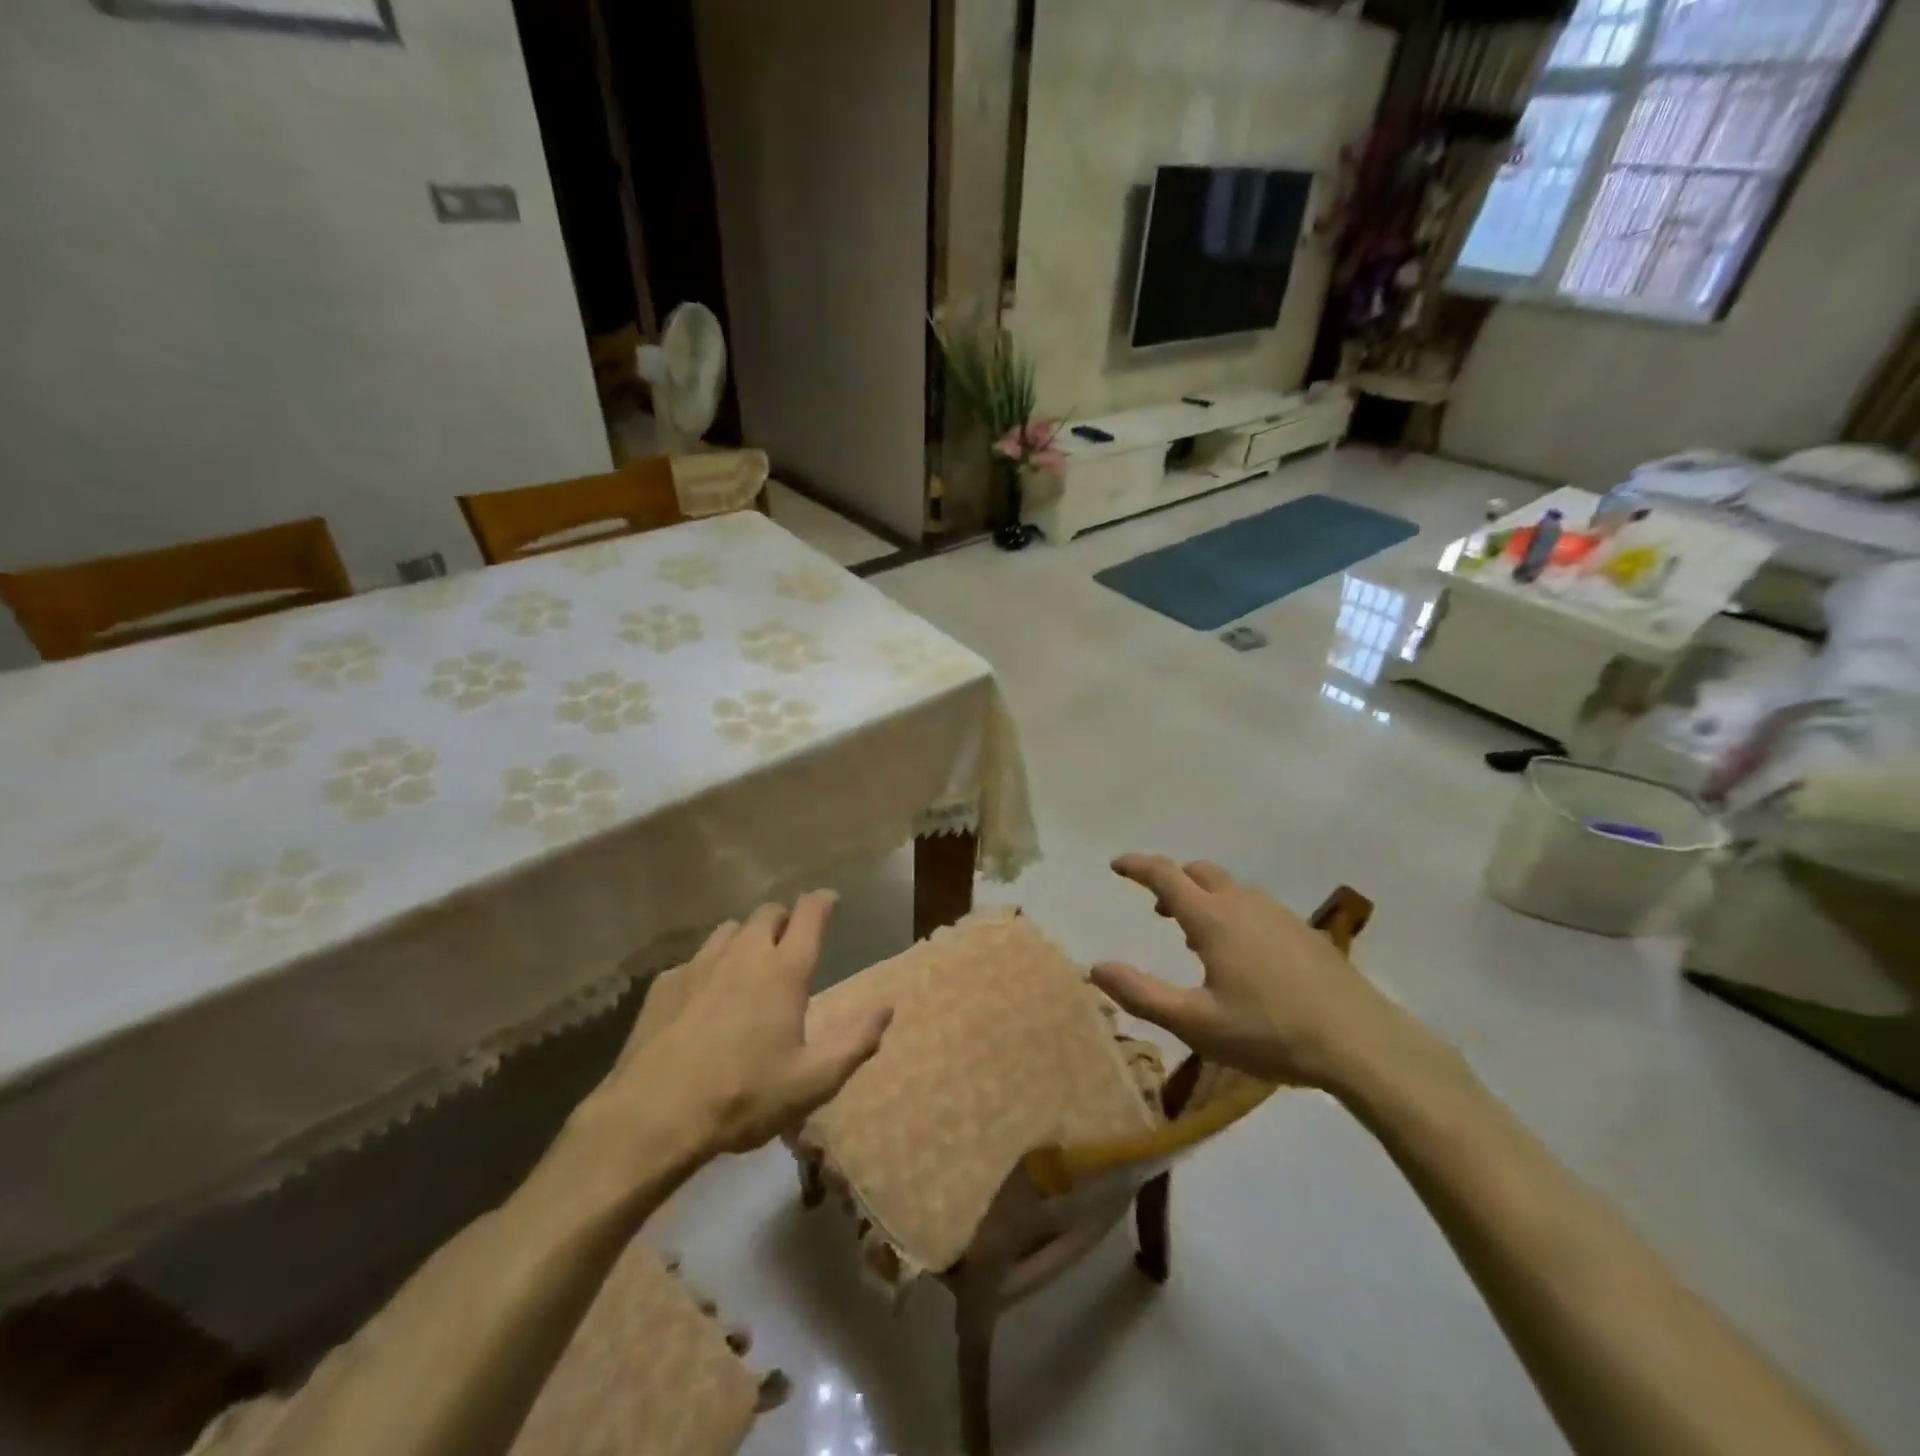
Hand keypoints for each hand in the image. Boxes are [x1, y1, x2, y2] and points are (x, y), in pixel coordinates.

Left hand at [586, 894, 891, 1160]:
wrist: (653, 1116)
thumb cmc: (744, 1096)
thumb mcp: (813, 1081)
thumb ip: (855, 1041)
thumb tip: (886, 1008)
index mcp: (784, 970)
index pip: (809, 913)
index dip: (823, 901)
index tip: (830, 901)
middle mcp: (744, 954)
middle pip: (768, 913)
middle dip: (784, 920)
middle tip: (790, 945)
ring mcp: (700, 964)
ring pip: (730, 930)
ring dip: (746, 938)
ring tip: (748, 967)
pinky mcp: (665, 983)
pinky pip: (695, 959)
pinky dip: (709, 967)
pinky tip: (703, 999)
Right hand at [1090, 854, 1416, 1092]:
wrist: (1362, 1043)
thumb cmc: (1270, 1032)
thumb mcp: (1196, 1023)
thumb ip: (1142, 994)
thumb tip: (1095, 968)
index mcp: (1213, 919)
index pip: (1166, 875)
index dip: (1138, 866)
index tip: (1117, 864)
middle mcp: (1243, 904)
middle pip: (1199, 872)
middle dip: (1172, 880)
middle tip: (1157, 907)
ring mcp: (1278, 914)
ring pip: (1229, 888)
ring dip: (1203, 896)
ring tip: (1194, 934)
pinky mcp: (1302, 931)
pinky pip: (1254, 905)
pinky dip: (1231, 911)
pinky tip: (1241, 953)